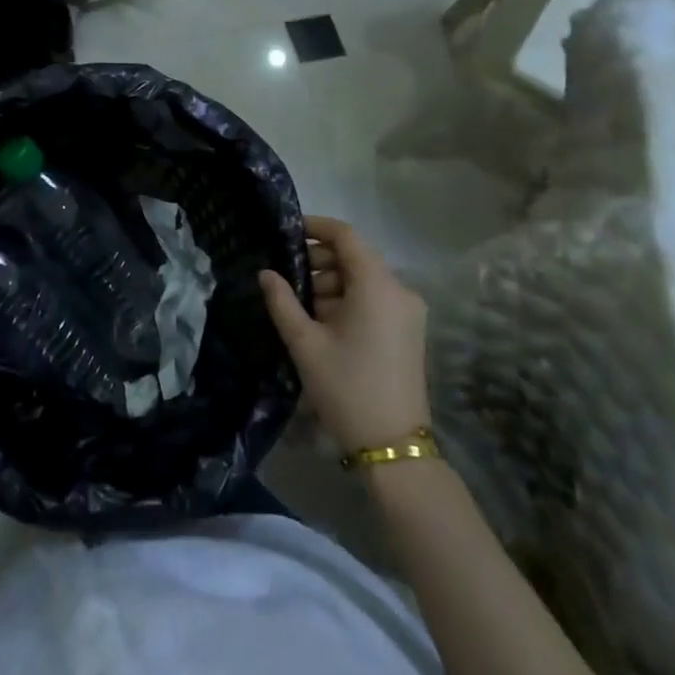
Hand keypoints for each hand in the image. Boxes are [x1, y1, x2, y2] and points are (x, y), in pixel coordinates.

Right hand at [260, 215, 431, 452]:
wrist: (393, 447)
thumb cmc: (346, 387)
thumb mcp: (305, 343)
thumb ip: (282, 301)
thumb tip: (265, 273)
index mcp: (377, 285)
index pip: (346, 235)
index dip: (315, 227)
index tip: (286, 232)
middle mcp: (399, 290)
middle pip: (356, 256)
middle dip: (320, 261)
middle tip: (287, 278)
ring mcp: (408, 312)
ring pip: (364, 279)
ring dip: (332, 283)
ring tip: (301, 306)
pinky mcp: (409, 331)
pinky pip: (375, 299)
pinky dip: (348, 300)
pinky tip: (323, 322)